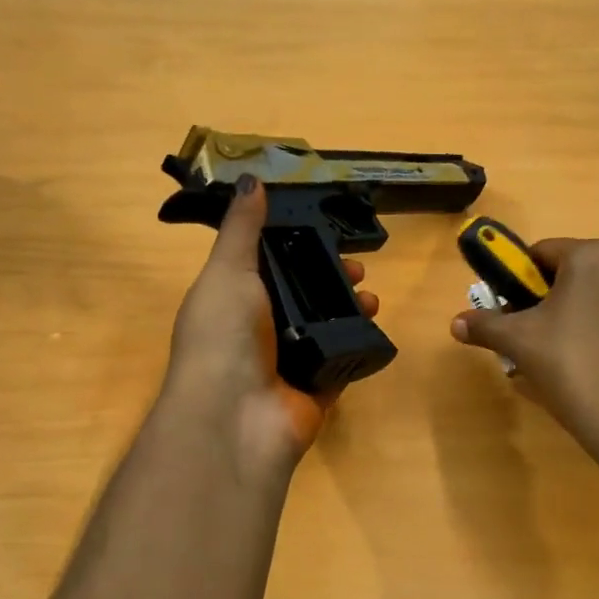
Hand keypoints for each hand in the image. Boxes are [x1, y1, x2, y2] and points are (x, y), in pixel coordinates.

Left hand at [162, 177, 378, 480]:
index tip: (327, 234)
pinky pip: (344, 360)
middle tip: (358, 270)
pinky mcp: (318, 388)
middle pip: (304, 296)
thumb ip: (242, 229)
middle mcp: (260, 331)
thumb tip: (251, 181)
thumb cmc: (223, 335)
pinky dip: (360, 344)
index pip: (269, 267)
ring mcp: (290, 363)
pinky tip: (376, 327)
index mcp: (234, 301)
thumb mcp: (227, 271)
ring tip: (372, 298)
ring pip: (328, 327)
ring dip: (352, 309)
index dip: (297, 249)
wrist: (235, 418)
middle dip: (332, 279)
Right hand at [451, 237, 598, 461]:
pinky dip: (598, 333)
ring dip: (570, 318)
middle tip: (526, 338)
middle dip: (543, 301)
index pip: (540, 253)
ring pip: (595, 297)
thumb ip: (485, 325)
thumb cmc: (573, 367)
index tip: (506, 312)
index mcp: (592, 255)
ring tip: (554, 359)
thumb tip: (455, 324)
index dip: (516, 281)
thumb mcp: (519, 342)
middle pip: (569, 274)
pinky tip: (587, 369)